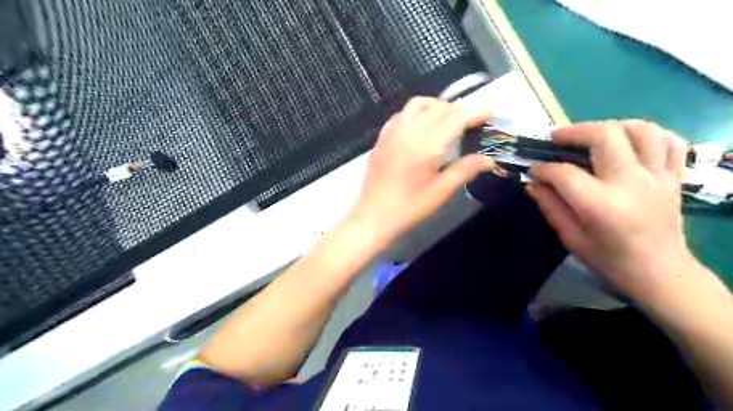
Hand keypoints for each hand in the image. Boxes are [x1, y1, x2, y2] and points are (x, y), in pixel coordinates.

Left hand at [348, 96, 491, 244]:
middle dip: (459, 109)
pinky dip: (417, 112)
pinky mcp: (382, 138)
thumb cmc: (409, 208)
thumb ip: (465, 170)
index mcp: (425, 146)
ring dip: (437, 106)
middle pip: (438, 107)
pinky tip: (422, 127)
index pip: (455, 117)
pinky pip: (402, 114)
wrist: (373, 216)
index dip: (475, 111)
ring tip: (448, 121)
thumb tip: (489, 159)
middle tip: (472, 122)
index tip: (490, 112)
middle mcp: (408, 132)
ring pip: (418, 104)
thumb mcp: (441, 192)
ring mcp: (392, 133)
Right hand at [528, 121, 693, 300]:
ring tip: (592, 135)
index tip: (533, 169)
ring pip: (640, 130)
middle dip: (574, 131)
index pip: (564, 172)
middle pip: (604, 136)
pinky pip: (669, 141)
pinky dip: (649, 133)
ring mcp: (657, 176)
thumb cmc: (609, 259)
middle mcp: (631, 182)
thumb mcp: (571, 237)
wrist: (659, 273)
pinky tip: (629, 141)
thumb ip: (550, 206)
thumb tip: (532, 183)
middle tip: (557, 138)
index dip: (543, 168)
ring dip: (611, 125)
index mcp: (601, 204)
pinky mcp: (673, 177)